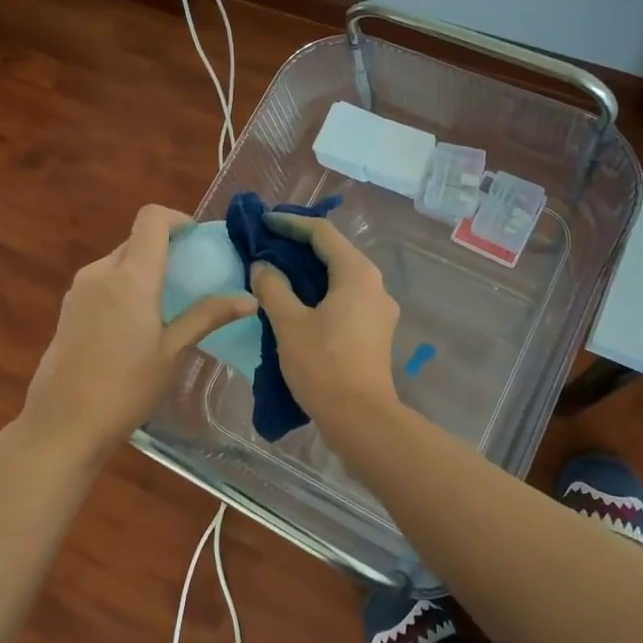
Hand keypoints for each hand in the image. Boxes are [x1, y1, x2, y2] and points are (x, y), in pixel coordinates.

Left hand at [16, 205, 256, 464]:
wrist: (62, 424)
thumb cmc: (124, 388)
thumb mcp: (172, 352)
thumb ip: (207, 317)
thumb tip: (249, 299)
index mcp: (131, 276)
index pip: (152, 219)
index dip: (177, 219)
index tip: (197, 240)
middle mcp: (101, 271)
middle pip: (136, 239)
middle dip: (165, 248)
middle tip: (191, 276)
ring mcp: (80, 288)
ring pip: (119, 260)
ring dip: (144, 268)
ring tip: (166, 303)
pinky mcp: (68, 307)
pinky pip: (103, 280)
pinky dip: (124, 285)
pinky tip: (135, 323)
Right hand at [249, 212, 401, 428]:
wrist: (361, 419)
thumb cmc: (323, 366)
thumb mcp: (289, 324)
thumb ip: (273, 287)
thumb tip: (262, 265)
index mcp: (357, 273)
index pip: (322, 233)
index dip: (291, 224)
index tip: (264, 223)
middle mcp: (375, 284)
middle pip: (335, 252)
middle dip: (299, 246)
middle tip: (266, 245)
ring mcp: (379, 309)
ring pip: (341, 276)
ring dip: (310, 270)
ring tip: (277, 272)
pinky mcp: (376, 330)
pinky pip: (346, 297)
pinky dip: (321, 291)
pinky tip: (297, 302)